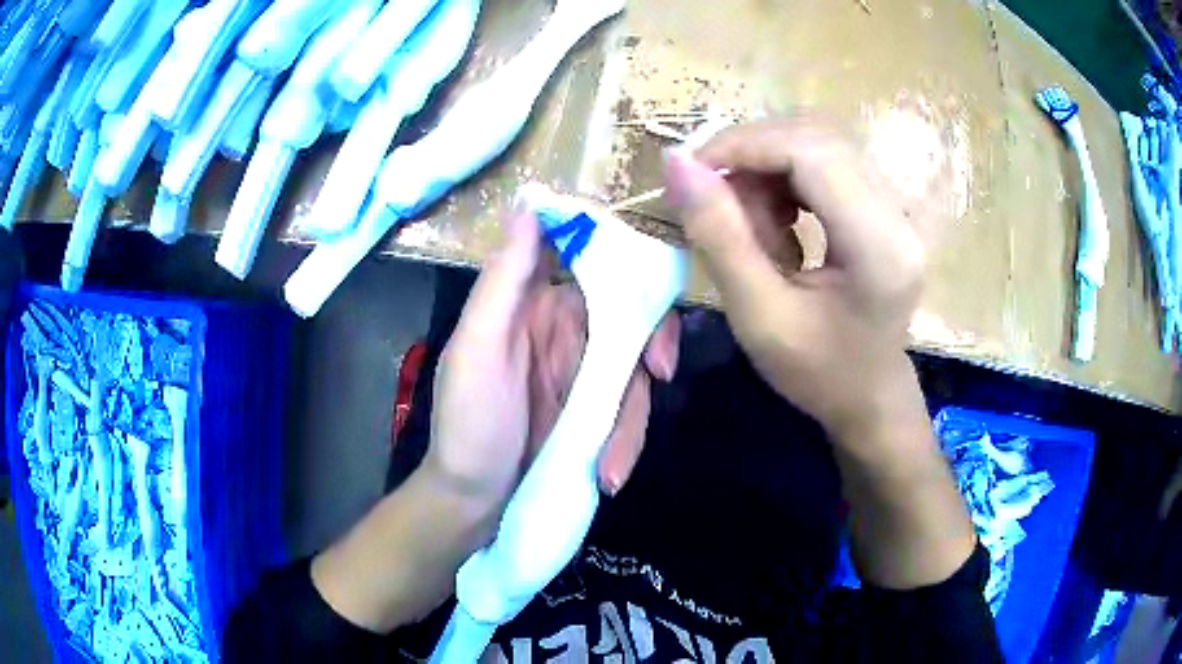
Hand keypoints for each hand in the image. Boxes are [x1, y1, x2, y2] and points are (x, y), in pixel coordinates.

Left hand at [425, 204, 680, 512]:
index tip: (654, 280)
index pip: (590, 259)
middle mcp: (567, 330)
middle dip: (654, 340)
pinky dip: (625, 442)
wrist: (473, 499)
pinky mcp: (597, 413)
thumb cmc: (466, 422)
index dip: (627, 257)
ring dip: (633, 415)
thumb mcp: (476, 348)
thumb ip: (504, 280)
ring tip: (612, 464)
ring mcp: (586, 373)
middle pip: (632, 312)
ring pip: (637, 368)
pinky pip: (629, 412)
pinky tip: (608, 474)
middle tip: (660, 372)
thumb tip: (529, 203)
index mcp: (535, 303)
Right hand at [665, 117, 976, 589]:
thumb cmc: (817, 373)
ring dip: (769, 169)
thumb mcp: (758, 316)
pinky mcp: (887, 206)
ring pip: (819, 145)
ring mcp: (898, 206)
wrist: (870, 396)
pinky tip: (779, 220)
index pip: (811, 152)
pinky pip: (829, 163)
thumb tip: (677, 163)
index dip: (744, 146)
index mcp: (878, 247)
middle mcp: (899, 213)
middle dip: (753, 156)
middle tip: (715, 199)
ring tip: (752, 223)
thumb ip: (718, 236)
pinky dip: (789, 179)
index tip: (692, 173)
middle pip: (815, 139)